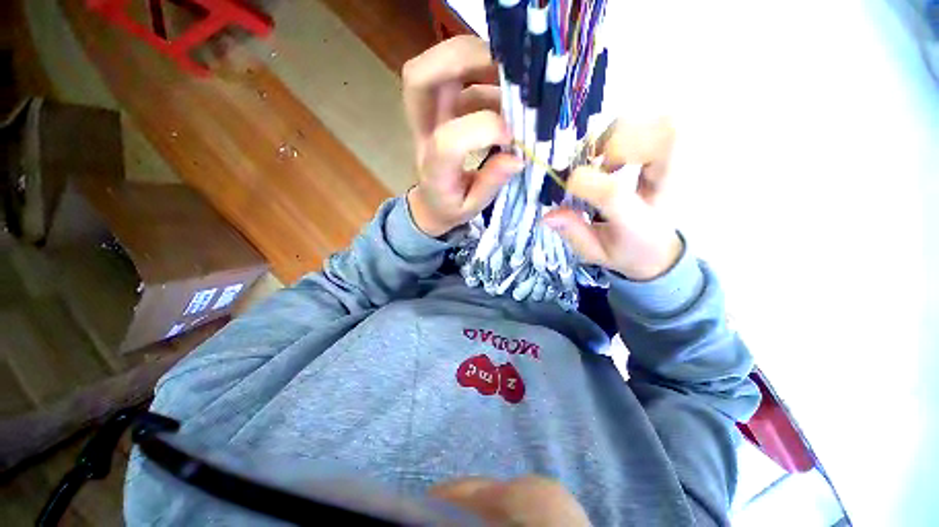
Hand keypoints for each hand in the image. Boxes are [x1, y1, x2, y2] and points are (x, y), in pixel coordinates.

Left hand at [402, 36, 522, 237]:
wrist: (431, 202)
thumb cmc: (450, 207)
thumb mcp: (471, 208)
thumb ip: (490, 184)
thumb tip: (517, 158)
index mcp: (433, 170)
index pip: (449, 141)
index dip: (483, 130)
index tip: (512, 138)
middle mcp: (424, 134)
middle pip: (420, 78)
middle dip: (462, 61)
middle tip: (505, 68)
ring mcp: (429, 115)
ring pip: (436, 66)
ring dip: (477, 59)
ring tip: (513, 77)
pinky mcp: (440, 107)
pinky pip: (457, 75)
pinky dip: (485, 72)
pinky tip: (506, 91)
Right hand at [543, 118, 682, 280]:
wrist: (660, 249)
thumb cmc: (625, 249)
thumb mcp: (595, 252)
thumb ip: (573, 233)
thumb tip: (548, 215)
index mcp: (641, 224)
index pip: (615, 193)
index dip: (586, 183)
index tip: (567, 184)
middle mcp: (668, 189)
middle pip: (665, 139)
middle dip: (618, 143)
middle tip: (599, 164)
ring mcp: (678, 168)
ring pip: (664, 124)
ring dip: (623, 134)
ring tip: (605, 160)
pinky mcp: (673, 155)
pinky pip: (660, 123)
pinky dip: (631, 131)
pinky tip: (615, 154)